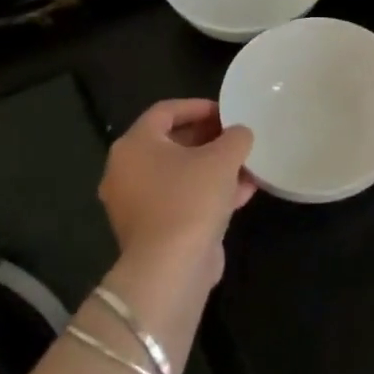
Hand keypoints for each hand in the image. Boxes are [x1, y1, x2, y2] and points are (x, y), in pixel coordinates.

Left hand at [98, 99, 254, 275]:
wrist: (171, 267)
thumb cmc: (191, 198)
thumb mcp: (224, 157)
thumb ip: (235, 136)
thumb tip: (238, 134)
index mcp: (134, 145)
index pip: (165, 111)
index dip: (199, 106)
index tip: (228, 111)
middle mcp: (127, 171)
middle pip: (171, 143)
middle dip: (209, 138)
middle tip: (237, 137)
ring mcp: (137, 203)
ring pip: (180, 174)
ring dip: (214, 168)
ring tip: (247, 166)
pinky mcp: (152, 229)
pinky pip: (182, 199)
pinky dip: (208, 193)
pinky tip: (242, 194)